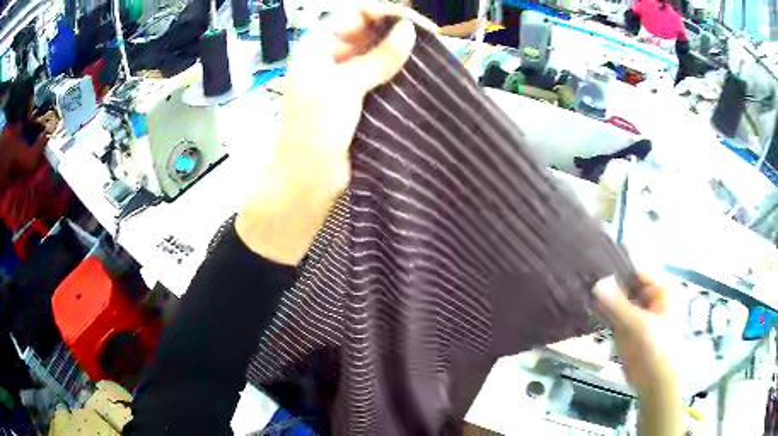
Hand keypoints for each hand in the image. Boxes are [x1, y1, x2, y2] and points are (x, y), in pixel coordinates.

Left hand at [236, 6, 427, 264]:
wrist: (306, 180)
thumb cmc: (315, 129)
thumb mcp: (345, 86)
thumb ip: (378, 57)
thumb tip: (410, 30)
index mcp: (317, 45)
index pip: (355, 14)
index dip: (387, 14)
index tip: (420, 25)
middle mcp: (329, 56)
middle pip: (367, 30)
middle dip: (396, 31)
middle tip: (431, 40)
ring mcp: (342, 77)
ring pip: (375, 53)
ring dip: (399, 51)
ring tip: (430, 55)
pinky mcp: (355, 98)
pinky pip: (378, 75)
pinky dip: (396, 71)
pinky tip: (417, 73)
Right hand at [594, 275, 676, 394]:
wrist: (655, 381)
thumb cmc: (655, 347)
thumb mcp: (637, 324)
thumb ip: (617, 304)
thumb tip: (596, 283)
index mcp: (662, 290)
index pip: (637, 273)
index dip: (618, 271)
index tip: (596, 271)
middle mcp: (652, 298)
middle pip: (629, 286)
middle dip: (610, 287)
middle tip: (588, 284)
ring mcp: (642, 314)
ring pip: (621, 302)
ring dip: (607, 301)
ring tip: (588, 295)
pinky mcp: (632, 329)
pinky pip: (618, 316)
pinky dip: (607, 314)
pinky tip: (593, 311)